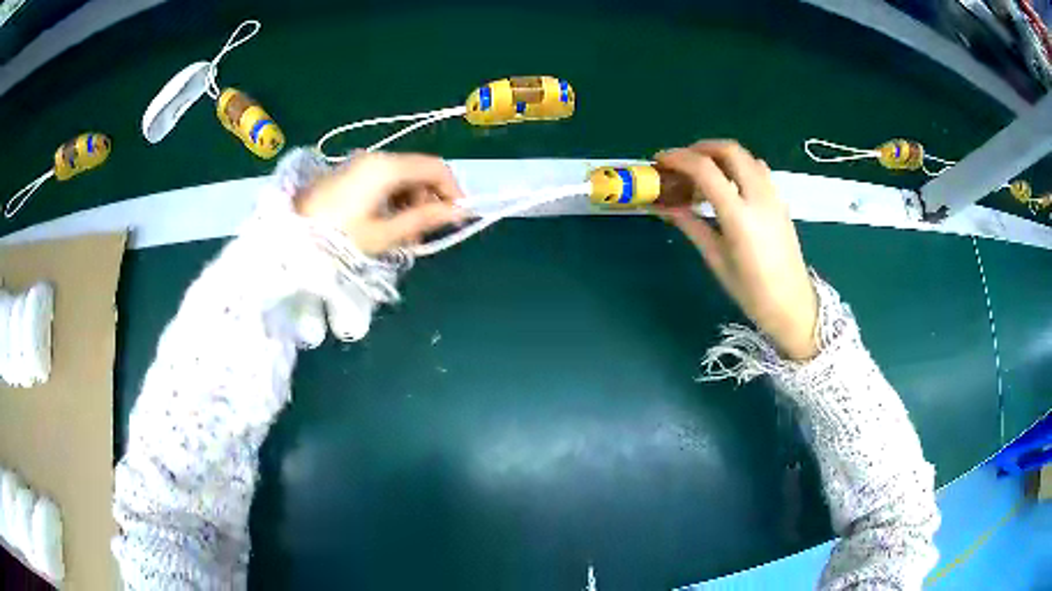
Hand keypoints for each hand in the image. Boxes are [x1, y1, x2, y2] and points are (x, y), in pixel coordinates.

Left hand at [295, 152, 467, 254]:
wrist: (287, 237)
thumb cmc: (337, 237)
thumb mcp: (384, 234)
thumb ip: (423, 220)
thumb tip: (457, 213)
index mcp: (387, 168)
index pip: (435, 168)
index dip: (453, 190)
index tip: (458, 217)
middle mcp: (376, 158)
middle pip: (418, 171)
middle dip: (430, 199)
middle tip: (425, 234)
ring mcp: (360, 164)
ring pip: (401, 178)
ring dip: (411, 202)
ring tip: (403, 236)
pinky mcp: (349, 174)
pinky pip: (383, 182)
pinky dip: (393, 200)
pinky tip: (385, 225)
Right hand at [657, 141, 818, 360]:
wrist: (793, 305)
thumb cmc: (752, 292)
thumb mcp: (717, 260)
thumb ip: (692, 226)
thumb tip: (667, 206)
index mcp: (740, 216)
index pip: (706, 170)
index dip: (679, 159)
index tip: (660, 161)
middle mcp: (759, 197)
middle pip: (730, 150)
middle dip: (701, 148)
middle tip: (682, 162)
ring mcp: (774, 197)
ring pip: (746, 156)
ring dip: (721, 154)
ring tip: (703, 172)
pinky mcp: (781, 201)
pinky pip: (758, 169)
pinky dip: (738, 165)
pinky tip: (729, 184)